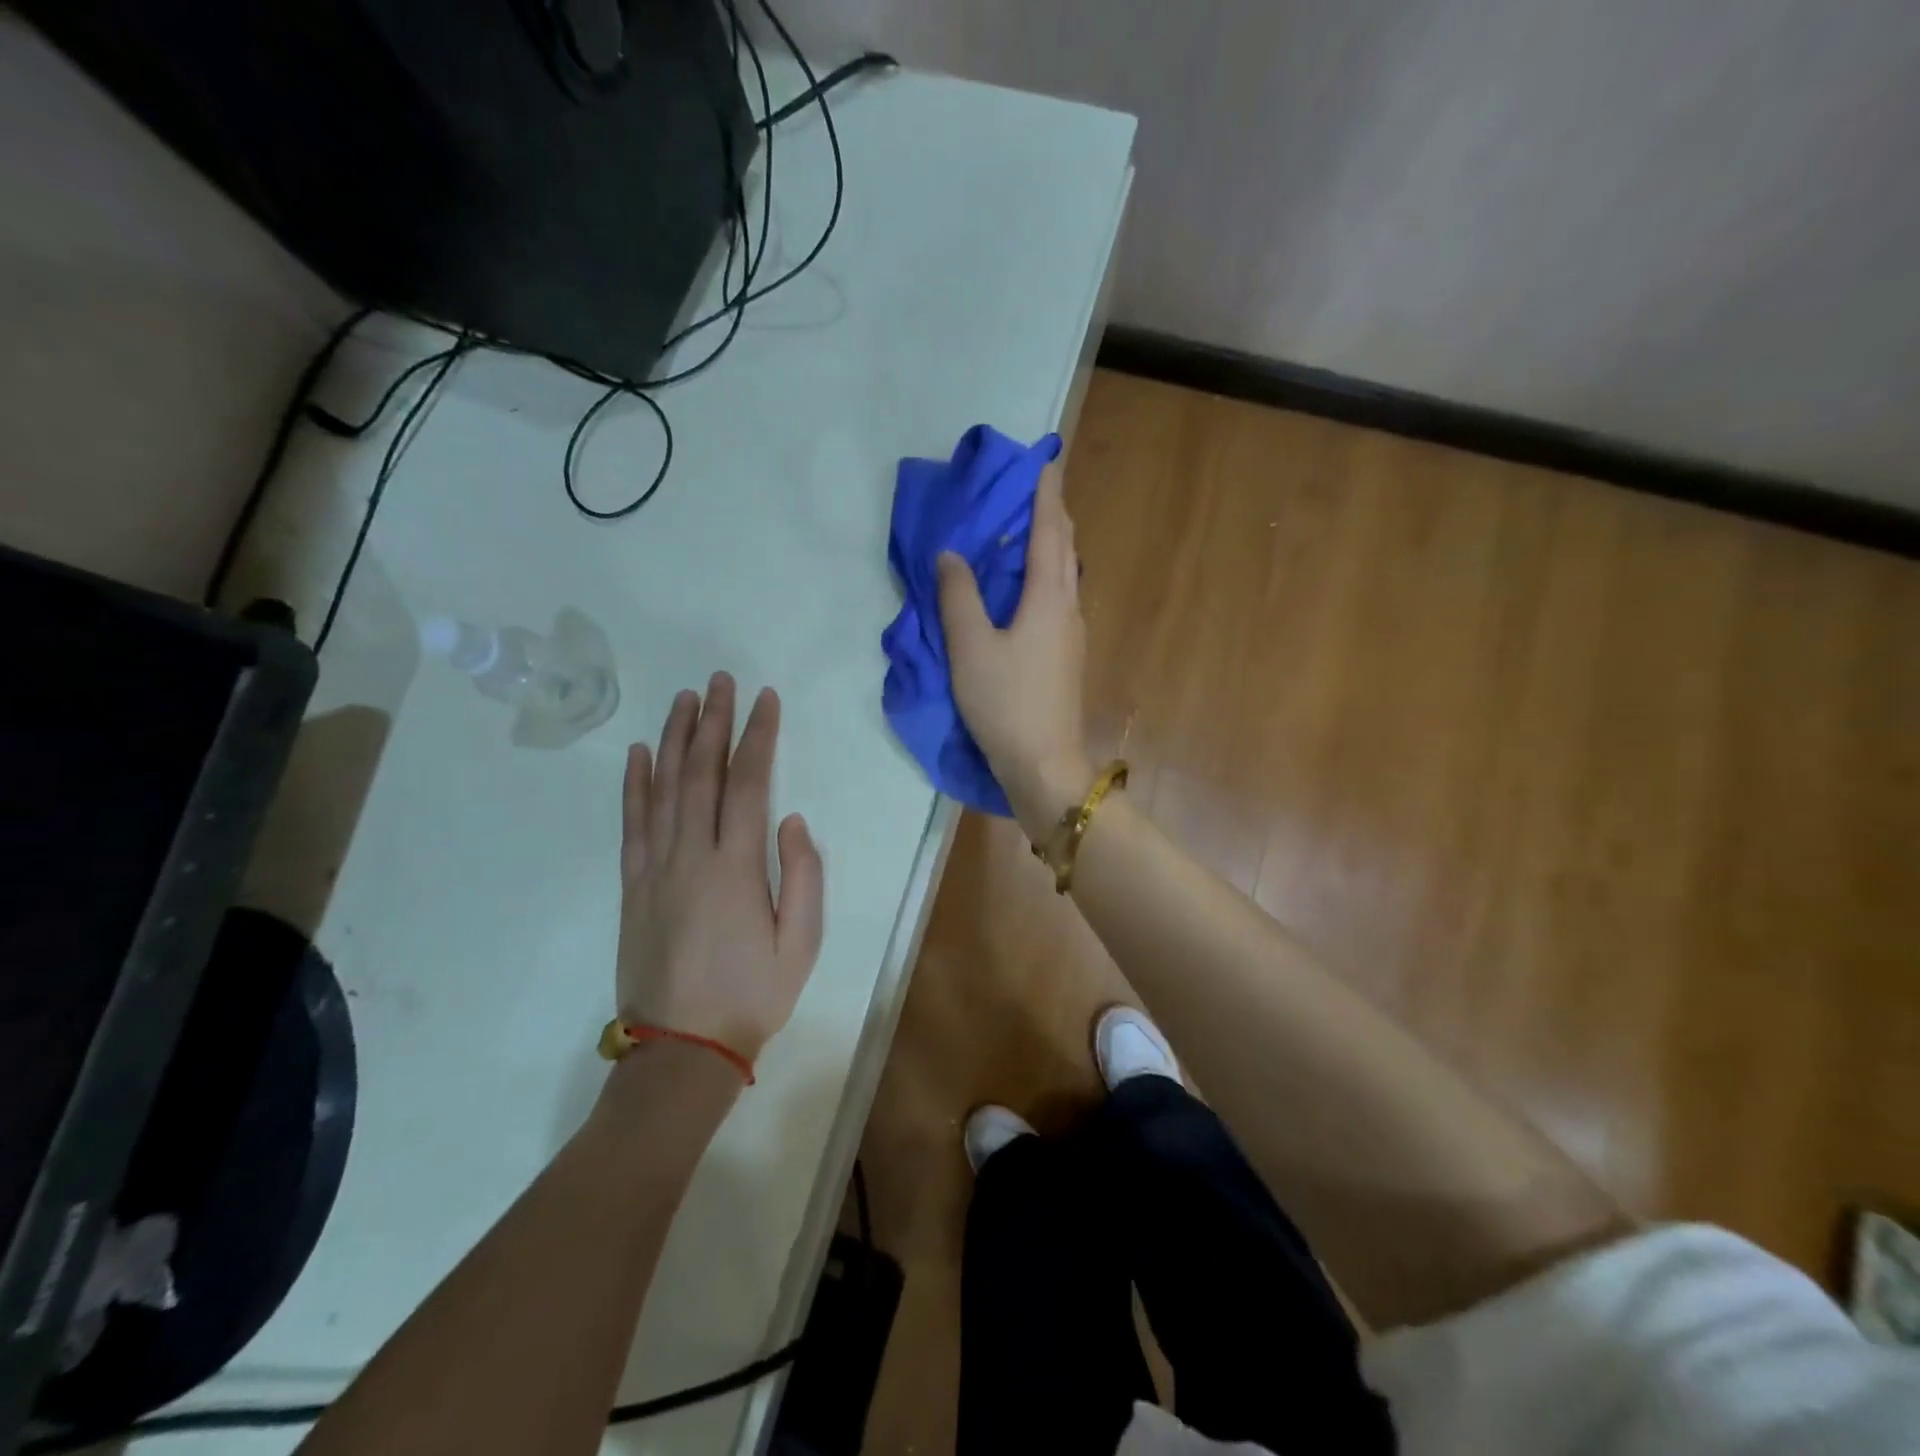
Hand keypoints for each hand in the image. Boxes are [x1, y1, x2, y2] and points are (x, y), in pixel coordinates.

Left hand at [614, 673, 823, 1067]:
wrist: (682, 1049)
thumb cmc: (752, 995)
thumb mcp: (802, 943)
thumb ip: (804, 877)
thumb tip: (793, 820)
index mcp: (736, 867)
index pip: (747, 783)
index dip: (757, 736)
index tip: (764, 700)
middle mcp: (691, 856)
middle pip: (700, 773)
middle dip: (712, 722)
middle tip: (720, 681)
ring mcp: (655, 868)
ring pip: (662, 788)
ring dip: (673, 739)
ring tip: (683, 699)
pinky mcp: (633, 886)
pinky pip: (632, 824)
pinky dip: (634, 785)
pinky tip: (637, 754)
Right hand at [937, 464, 1092, 839]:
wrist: (1044, 765)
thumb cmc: (1007, 703)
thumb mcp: (971, 648)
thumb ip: (958, 597)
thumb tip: (952, 555)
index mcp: (1049, 597)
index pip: (1049, 531)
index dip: (1045, 494)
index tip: (1044, 460)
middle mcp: (1068, 608)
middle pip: (1065, 549)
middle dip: (1052, 514)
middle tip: (1033, 489)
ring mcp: (1071, 635)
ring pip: (1064, 576)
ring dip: (1049, 545)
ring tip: (1026, 531)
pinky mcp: (1065, 657)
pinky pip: (1057, 599)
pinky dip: (1044, 577)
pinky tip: (1025, 587)